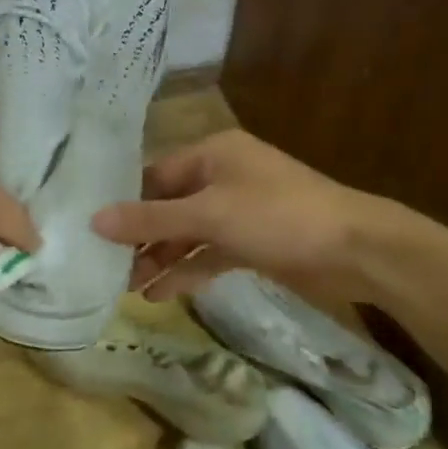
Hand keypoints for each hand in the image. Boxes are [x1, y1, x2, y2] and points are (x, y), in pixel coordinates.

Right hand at [91, 129, 403, 301]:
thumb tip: (94, 220)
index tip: (92, 230)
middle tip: (106, 266)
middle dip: (140, 237)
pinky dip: (187, 271)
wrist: (355, 250)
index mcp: (212, 154)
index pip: (154, 175)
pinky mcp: (251, 243)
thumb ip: (151, 219)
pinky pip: (209, 254)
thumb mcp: (209, 214)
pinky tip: (160, 294)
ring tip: (127, 287)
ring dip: (160, 258)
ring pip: (187, 234)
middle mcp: (222, 177)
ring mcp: (238, 212)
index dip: (124, 202)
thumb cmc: (278, 217)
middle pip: (168, 206)